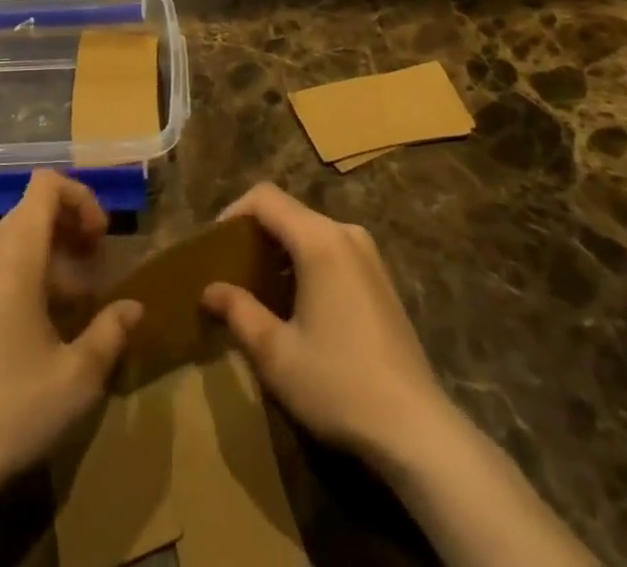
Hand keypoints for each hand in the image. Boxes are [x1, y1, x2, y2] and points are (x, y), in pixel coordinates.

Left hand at [0, 172, 141, 566]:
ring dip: (38, 264)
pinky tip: (14, 342)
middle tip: (90, 276)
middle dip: (65, 235)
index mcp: (14, 254)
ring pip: (2, 250)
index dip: (80, 197)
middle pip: (26, 216)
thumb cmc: (10, 410)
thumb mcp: (77, 378)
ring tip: (59, 312)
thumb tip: (133, 308)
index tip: (100, 240)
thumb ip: (110, 332)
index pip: (45, 185)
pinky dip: (5, 287)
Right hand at [203, 185, 598, 566]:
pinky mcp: (381, 278)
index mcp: (319, 240)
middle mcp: (345, 233)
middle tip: (230, 272)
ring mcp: (368, 255)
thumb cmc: (338, 384)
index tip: (213, 247)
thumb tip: (209, 289)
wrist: (416, 429)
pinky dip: (305, 263)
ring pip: (310, 232)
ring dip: (280, 252)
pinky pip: (332, 251)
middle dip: (255, 235)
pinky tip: (297, 306)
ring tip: (258, 291)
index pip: (265, 197)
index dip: (233, 212)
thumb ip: (238, 311)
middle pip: (289, 212)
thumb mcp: (276, 353)